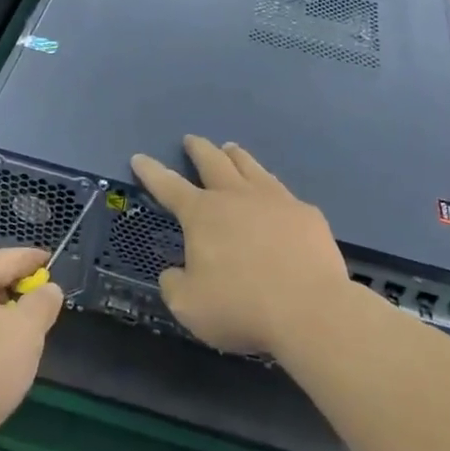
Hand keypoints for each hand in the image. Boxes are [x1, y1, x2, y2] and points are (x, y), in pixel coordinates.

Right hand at [132, 136, 349, 355]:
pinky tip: (276, 196)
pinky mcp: (306, 214)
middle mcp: (236, 196)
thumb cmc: (241, 307)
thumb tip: (175, 272)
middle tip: (191, 140)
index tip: (139, 157)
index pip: (168, 186)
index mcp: (202, 214)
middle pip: (212, 162)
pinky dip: (272, 189)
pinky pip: (283, 193)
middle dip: (198, 149)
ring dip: (236, 156)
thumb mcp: (189, 306)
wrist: (310, 310)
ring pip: (250, 167)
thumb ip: (174, 284)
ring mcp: (275, 200)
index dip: (151, 172)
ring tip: (230, 148)